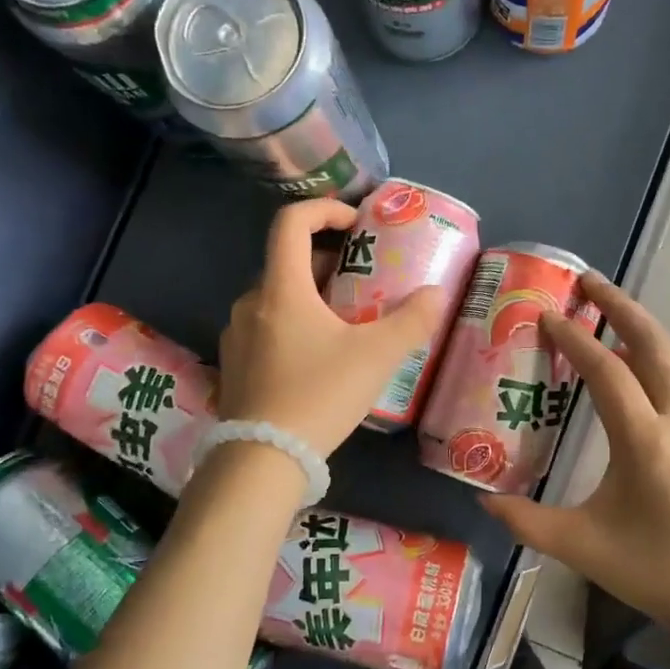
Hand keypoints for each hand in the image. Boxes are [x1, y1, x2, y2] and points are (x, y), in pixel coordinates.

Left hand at [217, 198, 446, 458]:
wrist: (262, 459)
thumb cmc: (320, 395)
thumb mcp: (377, 357)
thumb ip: (412, 321)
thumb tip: (436, 293)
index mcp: (281, 289)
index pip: (291, 222)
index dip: (325, 209)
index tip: (356, 224)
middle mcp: (250, 302)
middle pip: (287, 261)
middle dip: (327, 261)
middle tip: (363, 281)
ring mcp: (236, 335)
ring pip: (276, 297)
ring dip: (310, 296)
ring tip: (345, 323)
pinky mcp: (233, 364)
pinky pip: (265, 327)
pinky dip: (292, 324)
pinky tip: (316, 358)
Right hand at [481, 273, 669, 650]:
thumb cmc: (658, 572)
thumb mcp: (584, 547)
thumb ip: (528, 522)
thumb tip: (483, 499)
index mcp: (648, 441)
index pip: (608, 370)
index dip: (575, 338)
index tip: (547, 316)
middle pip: (654, 343)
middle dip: (619, 306)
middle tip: (587, 282)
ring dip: (639, 330)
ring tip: (605, 317)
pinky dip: (655, 362)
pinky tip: (635, 375)